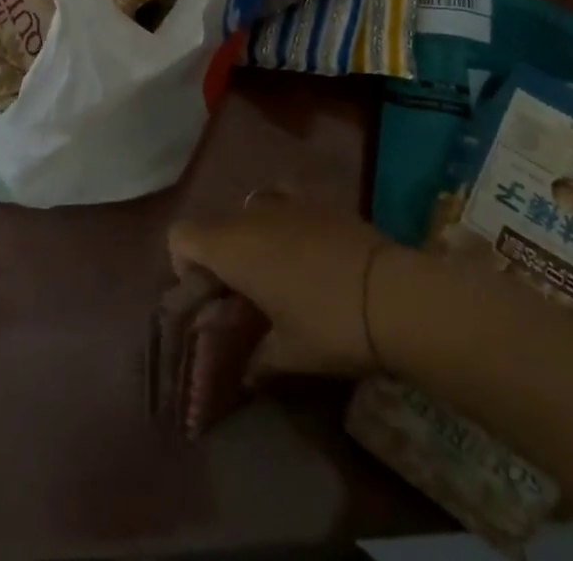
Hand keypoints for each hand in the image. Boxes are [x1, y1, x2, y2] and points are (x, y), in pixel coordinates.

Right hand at [168, 197, 400, 379]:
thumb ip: (257, 360)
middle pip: (216, 225)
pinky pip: (285, 200)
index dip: (183, 264)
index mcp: (232, 248)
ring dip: (251, 238)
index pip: (180, 235)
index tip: (209, 296)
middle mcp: (250, 214)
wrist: (393, 293)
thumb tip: (245, 374)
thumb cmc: (329, 325)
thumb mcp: (289, 354)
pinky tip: (306, 248)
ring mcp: (286, 200)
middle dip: (221, 257)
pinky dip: (284, 220)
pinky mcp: (318, 198)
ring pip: (249, 211)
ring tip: (277, 273)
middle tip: (245, 297)